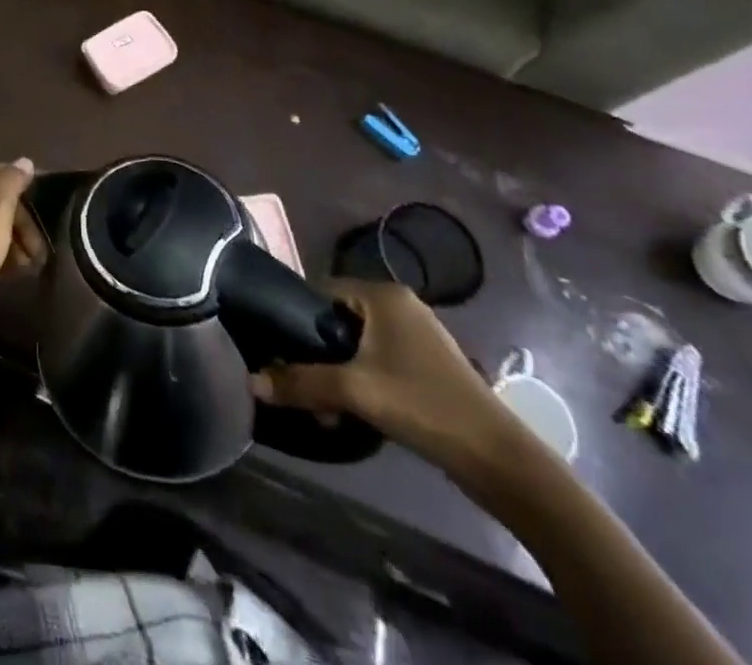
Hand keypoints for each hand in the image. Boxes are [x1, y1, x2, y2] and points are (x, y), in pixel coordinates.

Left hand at [0, 160, 37, 340]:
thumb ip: (11, 182)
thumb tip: (24, 160)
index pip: (3, 173)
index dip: (26, 186)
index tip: (49, 208)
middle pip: (1, 204)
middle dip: (24, 224)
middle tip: (40, 249)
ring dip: (17, 244)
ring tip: (32, 265)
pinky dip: (3, 258)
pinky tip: (13, 274)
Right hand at [251, 279, 517, 477]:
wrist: (501, 461)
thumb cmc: (424, 405)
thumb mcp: (354, 391)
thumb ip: (301, 382)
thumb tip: (251, 381)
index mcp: (382, 294)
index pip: (319, 290)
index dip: (295, 318)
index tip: (279, 350)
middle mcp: (399, 304)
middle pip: (337, 319)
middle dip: (316, 354)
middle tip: (301, 385)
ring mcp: (417, 334)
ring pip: (357, 344)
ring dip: (337, 372)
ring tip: (325, 407)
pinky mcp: (428, 364)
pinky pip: (378, 359)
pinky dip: (361, 380)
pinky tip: (353, 411)